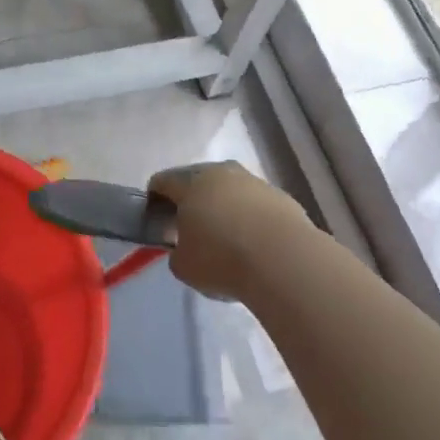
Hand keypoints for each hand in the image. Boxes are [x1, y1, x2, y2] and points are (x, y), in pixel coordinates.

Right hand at [147, 161, 310, 301]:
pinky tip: (252, 241)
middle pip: (197, 179)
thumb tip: (184, 247)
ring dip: (222, 205)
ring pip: (229, 189)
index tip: (156, 217)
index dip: (155, 197)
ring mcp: (253, 181)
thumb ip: (176, 251)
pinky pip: (254, 203)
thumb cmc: (222, 259)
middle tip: (188, 225)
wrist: (284, 260)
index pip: (162, 181)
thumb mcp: (183, 266)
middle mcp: (221, 173)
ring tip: (224, 235)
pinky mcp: (280, 196)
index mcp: (190, 183)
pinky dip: (248, 216)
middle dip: (189, 198)